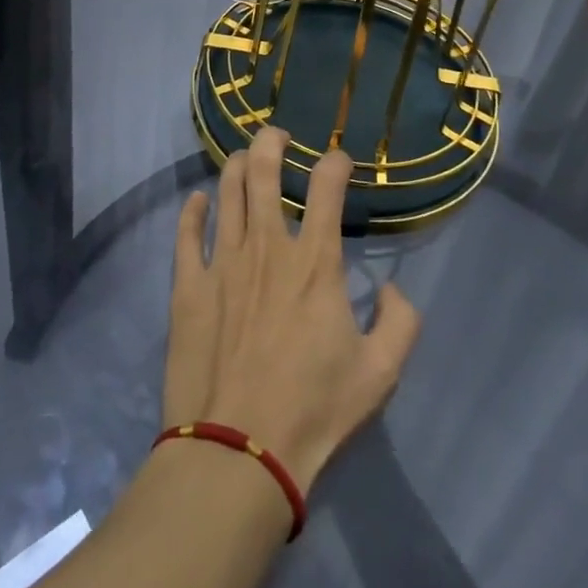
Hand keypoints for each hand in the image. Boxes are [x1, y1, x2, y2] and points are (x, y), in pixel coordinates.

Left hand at [163, 128, 420, 491]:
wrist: (238, 452)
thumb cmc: (313, 411)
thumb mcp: (380, 374)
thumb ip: (400, 322)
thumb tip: (392, 288)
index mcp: (315, 262)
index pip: (327, 187)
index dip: (335, 162)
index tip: (338, 160)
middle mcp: (267, 247)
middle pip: (263, 172)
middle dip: (271, 142)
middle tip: (276, 135)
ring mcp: (222, 262)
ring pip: (225, 192)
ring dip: (234, 165)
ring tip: (241, 156)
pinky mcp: (188, 286)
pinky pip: (186, 234)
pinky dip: (191, 210)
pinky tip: (196, 200)